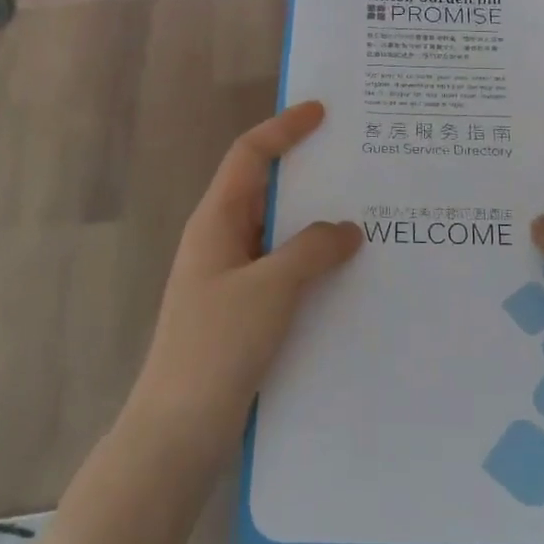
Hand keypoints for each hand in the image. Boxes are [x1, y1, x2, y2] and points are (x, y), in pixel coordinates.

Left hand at [126, 101, 360, 463]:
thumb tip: (346, 229)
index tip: (321, 112)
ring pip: (278, 234)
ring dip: (314, 222)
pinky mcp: (243, 312)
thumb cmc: (217, 347)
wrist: (178, 431)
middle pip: (265, 190)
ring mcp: (230, 279)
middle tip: (357, 162)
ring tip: (366, 214)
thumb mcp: (270, 289)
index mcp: (216, 222)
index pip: (249, 156)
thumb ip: (311, 250)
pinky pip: (283, 270)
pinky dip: (312, 262)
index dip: (283, 129)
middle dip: (307, 173)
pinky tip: (346, 273)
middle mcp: (221, 242)